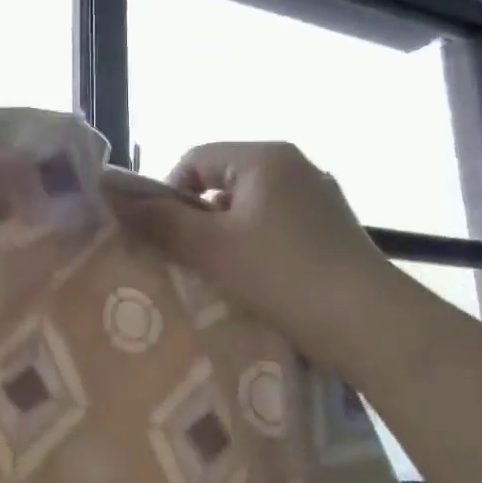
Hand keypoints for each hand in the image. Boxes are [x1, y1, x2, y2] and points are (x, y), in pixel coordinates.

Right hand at [103, 142, 396, 367]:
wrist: (371, 325)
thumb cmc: (283, 276)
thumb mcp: (211, 248)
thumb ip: (160, 220)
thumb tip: (111, 193)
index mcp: (266, 157)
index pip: (195, 160)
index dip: (167, 195)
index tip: (165, 239)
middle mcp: (296, 167)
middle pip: (223, 184)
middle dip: (198, 220)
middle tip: (189, 262)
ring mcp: (320, 199)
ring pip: (250, 210)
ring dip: (227, 239)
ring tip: (222, 278)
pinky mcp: (333, 230)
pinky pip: (278, 229)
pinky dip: (258, 250)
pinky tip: (258, 284)